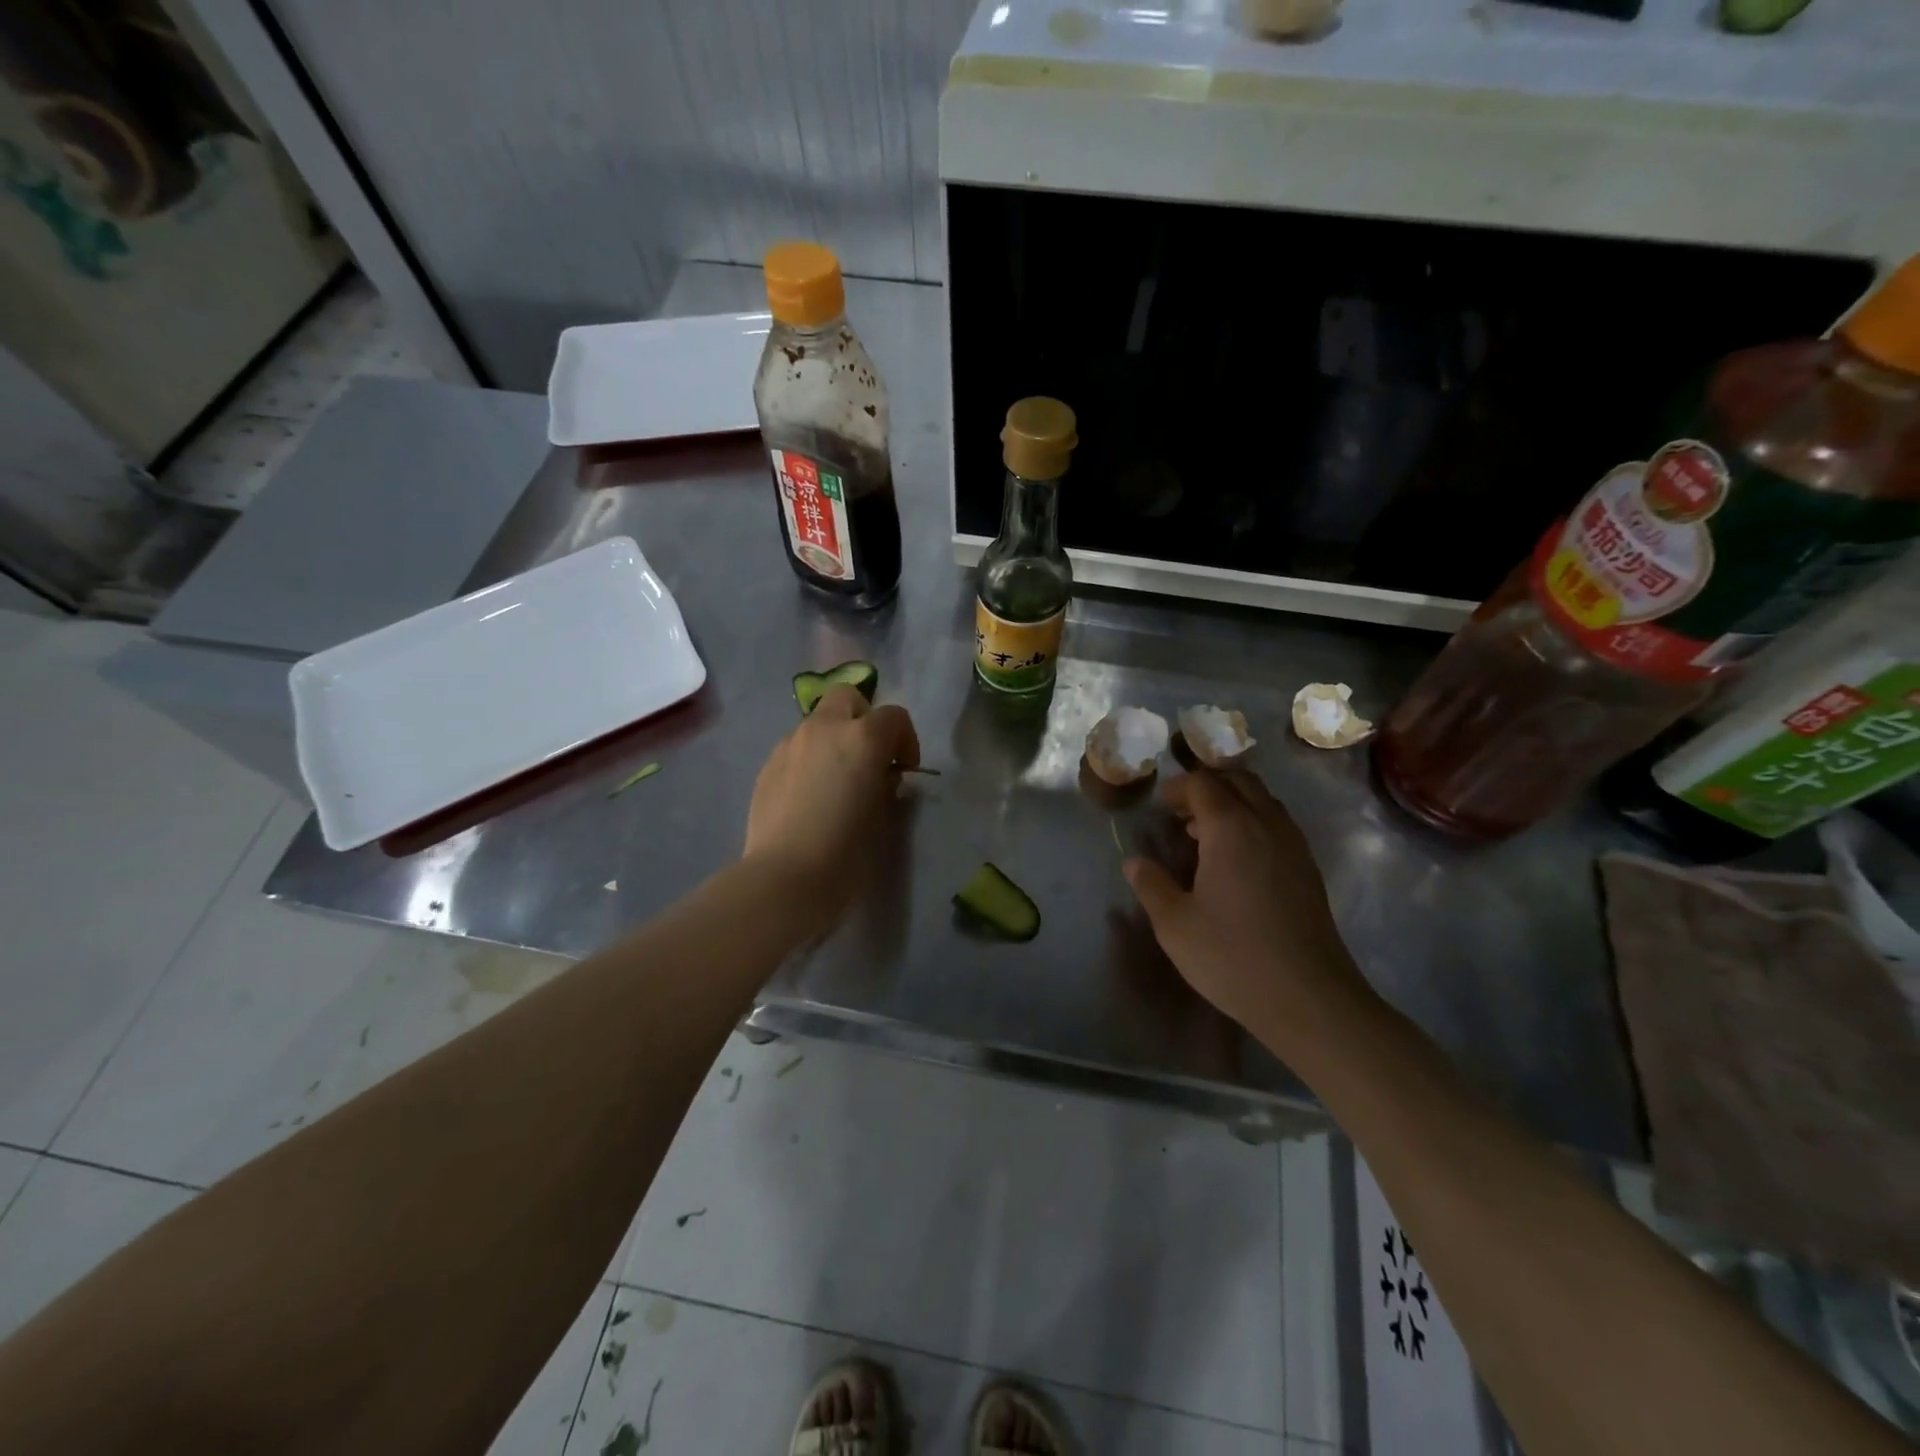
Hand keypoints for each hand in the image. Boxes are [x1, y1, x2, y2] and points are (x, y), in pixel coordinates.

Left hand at [744, 686, 919, 934]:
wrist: (785, 877)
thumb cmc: (846, 851)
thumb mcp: (884, 817)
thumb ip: (887, 785)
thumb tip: (882, 776)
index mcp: (862, 738)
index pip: (894, 716)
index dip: (905, 740)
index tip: (904, 770)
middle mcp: (825, 729)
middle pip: (847, 698)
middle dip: (863, 718)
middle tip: (868, 757)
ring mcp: (790, 744)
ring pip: (818, 722)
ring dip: (833, 738)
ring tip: (835, 779)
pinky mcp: (767, 765)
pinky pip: (796, 748)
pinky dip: (809, 758)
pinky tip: (808, 795)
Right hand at [1123, 768, 1367, 1040]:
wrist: (1309, 998)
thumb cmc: (1232, 956)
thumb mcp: (1174, 924)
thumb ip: (1151, 885)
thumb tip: (1135, 861)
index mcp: (1231, 828)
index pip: (1203, 783)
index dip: (1177, 787)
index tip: (1159, 807)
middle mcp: (1267, 824)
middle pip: (1239, 781)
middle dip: (1208, 786)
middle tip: (1181, 813)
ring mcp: (1294, 846)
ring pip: (1263, 801)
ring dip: (1233, 803)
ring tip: (1205, 835)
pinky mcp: (1309, 870)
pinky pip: (1278, 825)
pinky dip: (1253, 824)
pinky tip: (1236, 862)